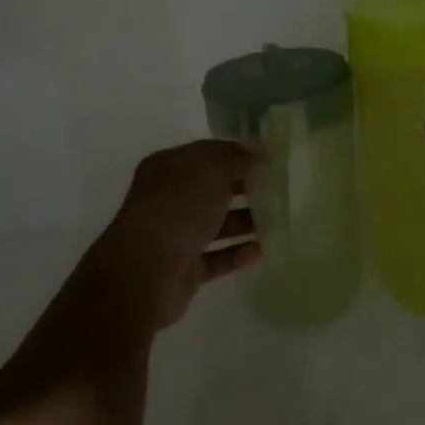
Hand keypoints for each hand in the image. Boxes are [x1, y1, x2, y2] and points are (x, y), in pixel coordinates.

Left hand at [94, 140, 261, 328]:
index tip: (270, 158)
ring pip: (216, 224)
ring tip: (279, 218)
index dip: (238, 153)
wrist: (145, 273)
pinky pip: (216, 258)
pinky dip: (237, 253)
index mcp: (168, 168)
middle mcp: (169, 199)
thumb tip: (259, 151)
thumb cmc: (177, 209)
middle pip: (212, 188)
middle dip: (244, 187)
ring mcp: (175, 236)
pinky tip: (262, 249)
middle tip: (279, 188)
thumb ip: (237, 159)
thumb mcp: (210, 171)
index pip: (208, 153)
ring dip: (244, 221)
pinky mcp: (184, 270)